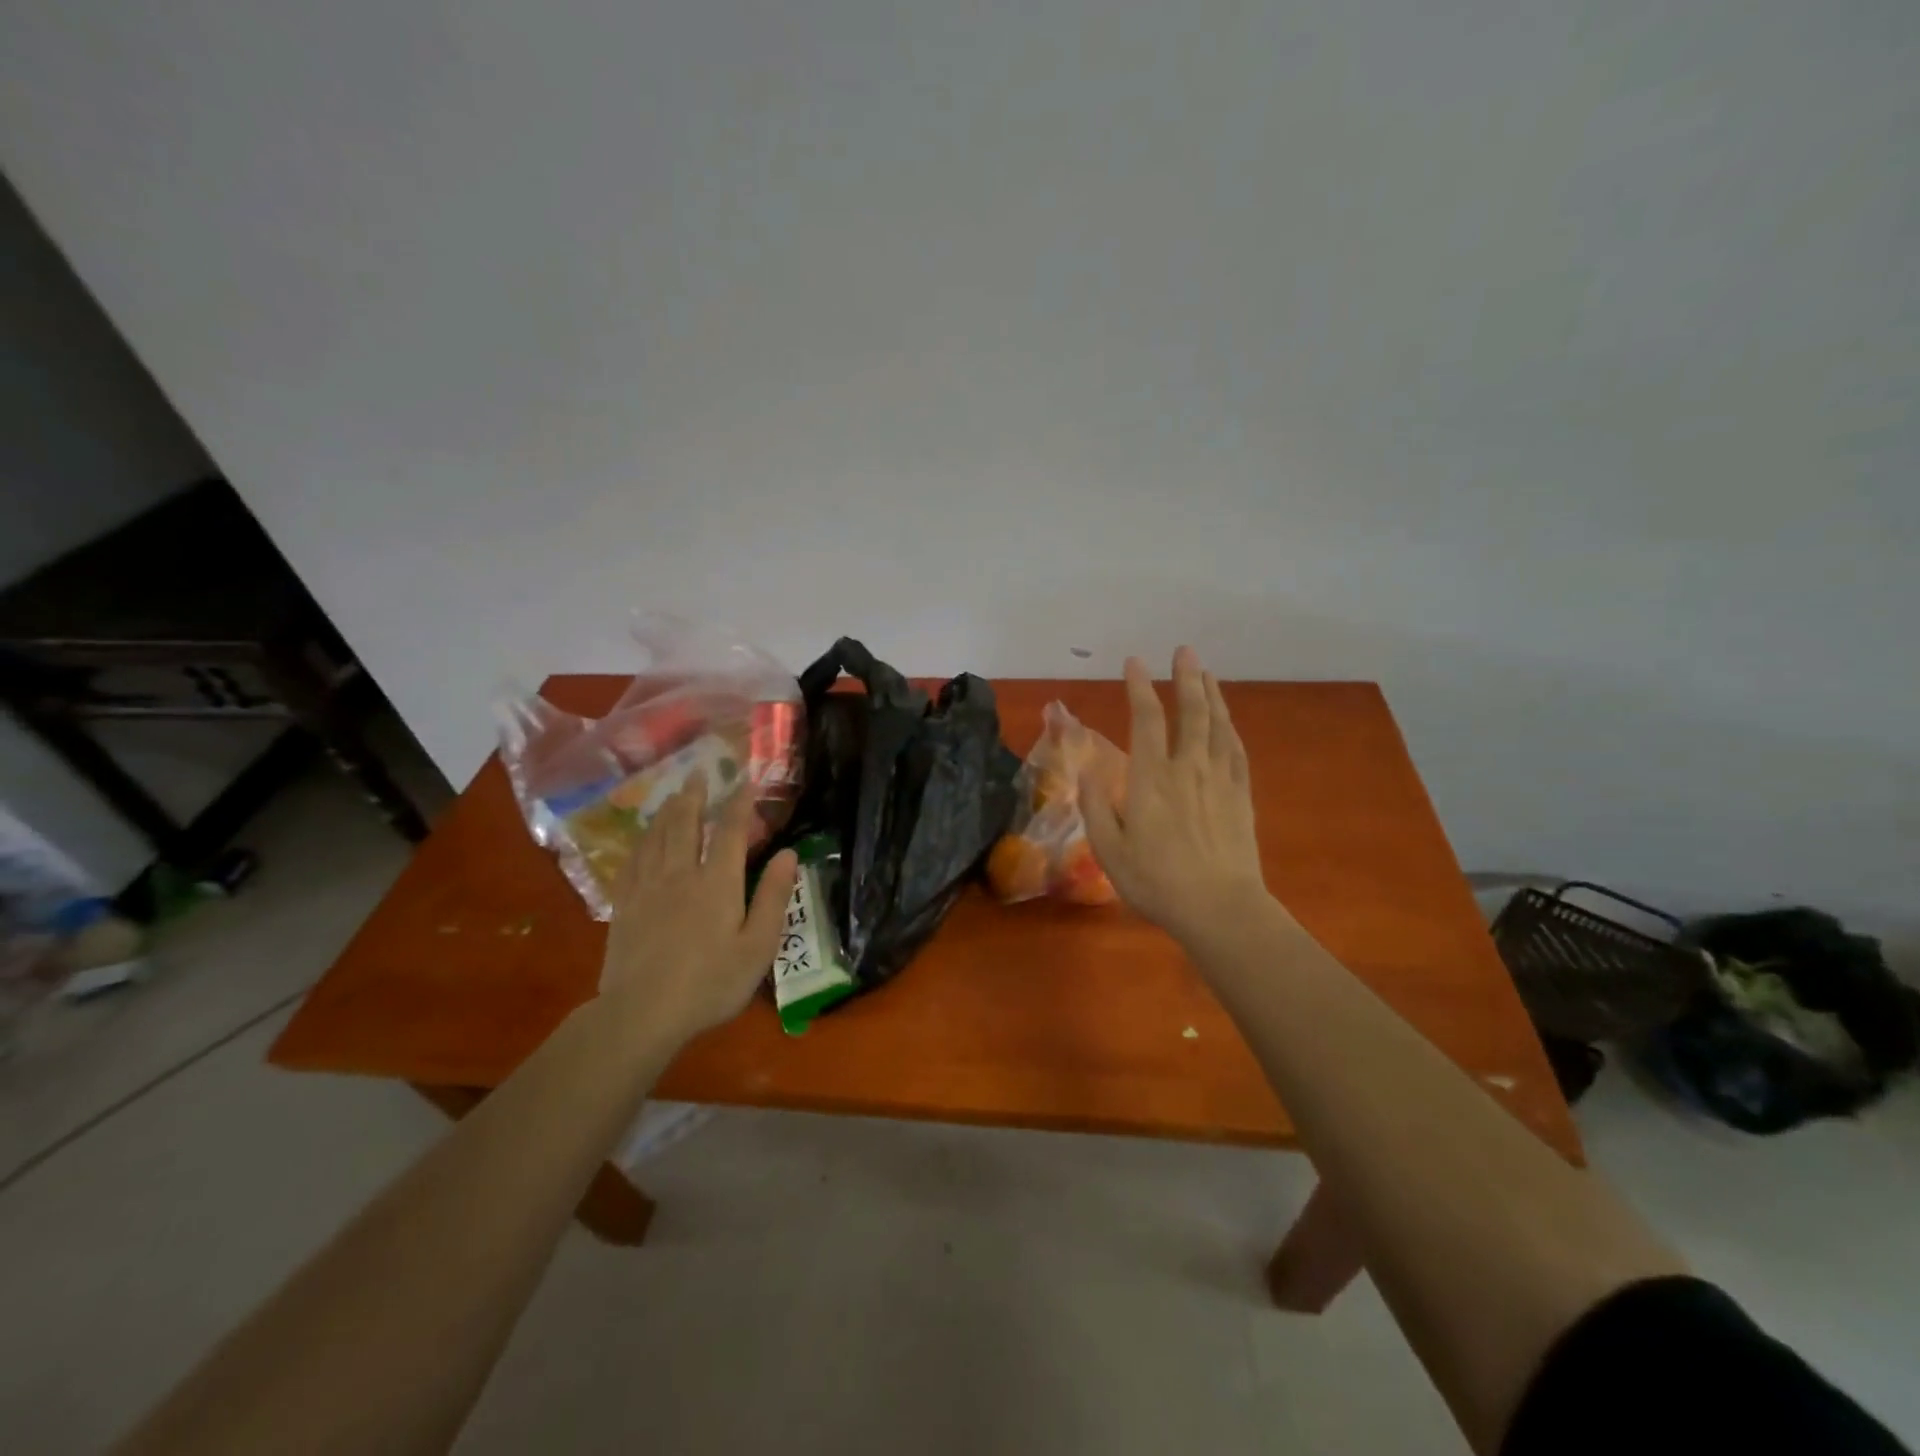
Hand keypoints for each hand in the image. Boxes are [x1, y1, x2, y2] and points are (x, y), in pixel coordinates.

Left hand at [597, 775, 798, 1050]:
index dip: (739, 803)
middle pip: (685, 824)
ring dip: (666, 812)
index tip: (745, 781)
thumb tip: (789, 854)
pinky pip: (631, 862)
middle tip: (697, 773)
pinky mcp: (623, 906)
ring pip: (656, 838)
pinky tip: (642, 840)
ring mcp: (647, 888)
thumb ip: (772, 897)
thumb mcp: (757, 946)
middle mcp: (680, 874)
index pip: (729, 831)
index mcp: (717, 882)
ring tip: (673, 796)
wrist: (642, 1014)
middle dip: (694, 796)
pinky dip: (640, 842)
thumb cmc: (710, 983)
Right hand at [1079, 647, 1270, 947]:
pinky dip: (1230, 727)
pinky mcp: (1240, 795)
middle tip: (1184, 650)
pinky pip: (1236, 750)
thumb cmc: (1156, 882)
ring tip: (1206, 672)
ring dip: (1211, 694)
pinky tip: (1227, 720)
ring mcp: (1219, 779)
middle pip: (1190, 711)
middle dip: (1185, 677)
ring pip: (1217, 725)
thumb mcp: (1109, 849)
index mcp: (1151, 777)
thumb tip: (1087, 771)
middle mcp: (1187, 767)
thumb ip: (1096, 806)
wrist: (1220, 908)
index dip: (1139, 686)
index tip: (1134, 662)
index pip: (1145, 719)